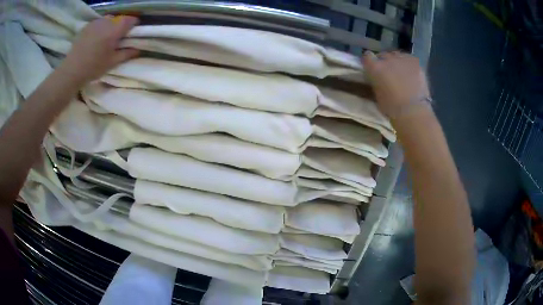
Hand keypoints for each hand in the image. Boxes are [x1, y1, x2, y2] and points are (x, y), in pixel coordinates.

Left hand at [58, 16, 139, 84]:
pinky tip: (95, 38)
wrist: (71, 70)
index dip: (133, 25)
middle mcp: (107, 21)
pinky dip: (100, 27)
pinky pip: (98, 22)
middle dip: (120, 26)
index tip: (131, 34)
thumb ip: (126, 54)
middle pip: (119, 19)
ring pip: (109, 19)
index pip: (131, 20)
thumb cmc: (93, 67)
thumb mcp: (112, 62)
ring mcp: (96, 22)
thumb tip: (138, 49)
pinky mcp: (87, 25)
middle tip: (117, 39)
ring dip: (110, 26)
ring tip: (105, 38)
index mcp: (115, 29)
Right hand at [363, 51, 429, 116]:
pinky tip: (411, 73)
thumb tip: (378, 78)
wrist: (412, 111)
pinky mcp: (415, 62)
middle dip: (384, 62)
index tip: (372, 69)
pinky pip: (409, 59)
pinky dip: (408, 64)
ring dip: (396, 62)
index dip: (370, 62)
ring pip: (396, 55)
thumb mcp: (377, 93)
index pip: (367, 56)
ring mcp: (402, 58)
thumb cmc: (391, 108)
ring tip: (401, 72)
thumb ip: (376, 81)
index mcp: (374, 67)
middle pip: (383, 55)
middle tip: (388, 73)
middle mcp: (387, 59)